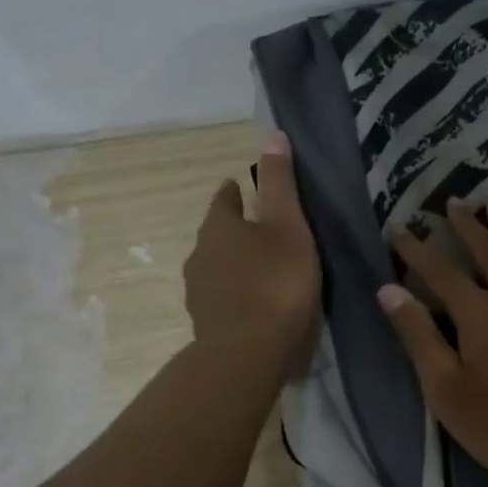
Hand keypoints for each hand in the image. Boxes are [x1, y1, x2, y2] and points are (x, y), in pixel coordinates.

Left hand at [183, 130, 319, 383]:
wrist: (248, 353)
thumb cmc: (275, 282)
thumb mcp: (288, 226)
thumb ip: (280, 183)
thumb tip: (271, 133)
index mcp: (219, 227)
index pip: (223, 200)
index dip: (235, 193)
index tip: (244, 189)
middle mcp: (200, 255)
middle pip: (216, 235)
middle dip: (234, 231)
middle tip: (261, 232)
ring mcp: (198, 292)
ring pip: (216, 268)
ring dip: (234, 266)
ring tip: (260, 271)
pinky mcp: (205, 324)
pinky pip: (221, 299)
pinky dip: (235, 296)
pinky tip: (253, 306)